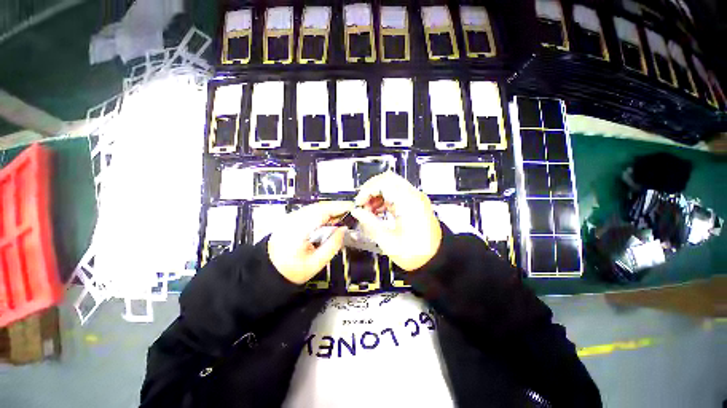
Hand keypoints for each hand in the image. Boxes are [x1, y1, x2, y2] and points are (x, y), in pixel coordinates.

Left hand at [268, 201, 352, 284]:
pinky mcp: (289, 220)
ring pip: (314, 208)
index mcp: (299, 230)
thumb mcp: (315, 263)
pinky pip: (309, 212)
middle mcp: (293, 220)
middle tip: (349, 213)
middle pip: (318, 207)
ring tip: (341, 217)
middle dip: (336, 208)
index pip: (322, 211)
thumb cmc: (291, 271)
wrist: (266, 272)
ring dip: (329, 210)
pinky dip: (321, 213)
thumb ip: (332, 245)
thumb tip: (343, 230)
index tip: (352, 207)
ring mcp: (290, 218)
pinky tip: (327, 220)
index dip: (338, 207)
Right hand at [351, 172, 441, 270]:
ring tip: (368, 211)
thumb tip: (357, 212)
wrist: (436, 260)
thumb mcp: (389, 241)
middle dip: (371, 190)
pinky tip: (377, 212)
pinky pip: (395, 193)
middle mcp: (413, 195)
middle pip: (387, 179)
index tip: (359, 203)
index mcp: (408, 202)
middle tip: (362, 205)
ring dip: (377, 194)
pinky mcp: (413, 203)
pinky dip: (384, 199)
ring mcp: (414, 198)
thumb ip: (370, 223)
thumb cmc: (415, 253)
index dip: (367, 190)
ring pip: (391, 184)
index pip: (384, 182)